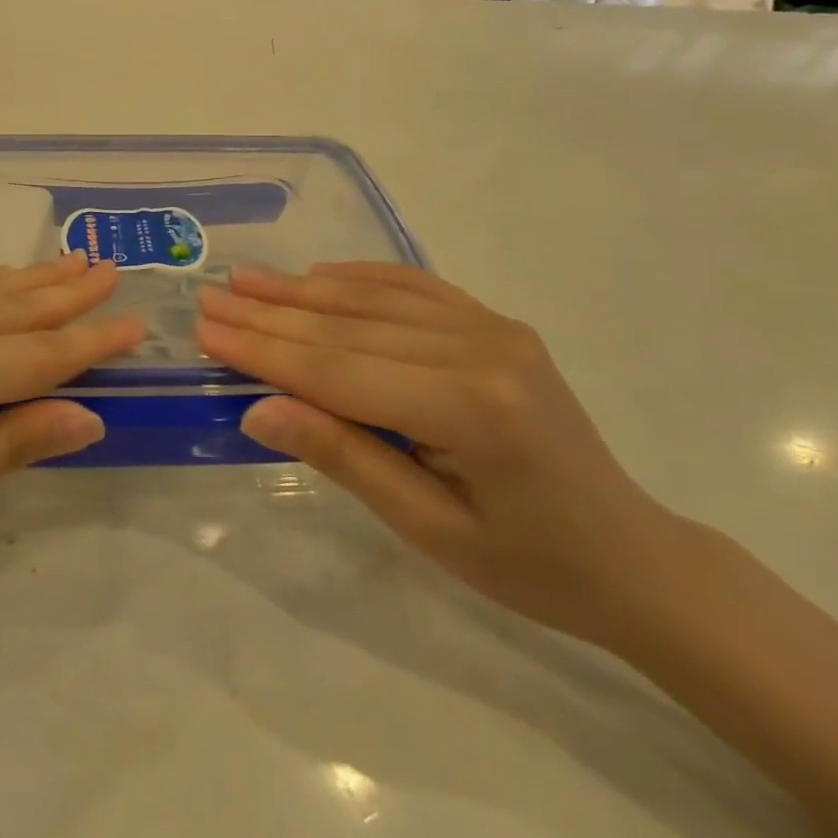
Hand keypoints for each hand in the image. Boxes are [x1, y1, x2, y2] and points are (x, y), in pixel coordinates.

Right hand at [196, 263, 679, 645]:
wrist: (630, 555)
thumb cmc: (527, 563)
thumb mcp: (427, 528)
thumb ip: (344, 457)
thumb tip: (259, 410)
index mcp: (469, 409)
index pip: (339, 371)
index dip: (265, 350)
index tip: (207, 330)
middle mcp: (481, 349)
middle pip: (349, 327)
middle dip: (270, 314)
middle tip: (209, 298)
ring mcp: (493, 328)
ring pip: (375, 300)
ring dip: (302, 289)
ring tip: (244, 280)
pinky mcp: (496, 324)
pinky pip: (415, 287)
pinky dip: (359, 277)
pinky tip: (317, 273)